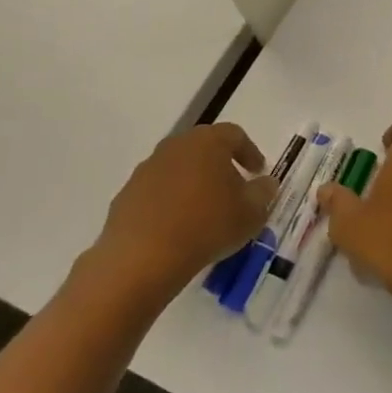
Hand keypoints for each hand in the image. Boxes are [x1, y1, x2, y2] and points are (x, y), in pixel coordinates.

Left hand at [85, 124, 277, 311]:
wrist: (143, 258)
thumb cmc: (208, 225)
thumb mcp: (252, 212)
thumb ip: (263, 192)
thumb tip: (265, 183)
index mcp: (207, 141)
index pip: (235, 135)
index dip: (250, 152)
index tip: (258, 173)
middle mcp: (175, 146)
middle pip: (203, 148)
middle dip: (220, 167)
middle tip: (233, 191)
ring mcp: (146, 170)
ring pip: (178, 169)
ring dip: (194, 185)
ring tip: (205, 214)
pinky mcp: (126, 195)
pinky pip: (157, 192)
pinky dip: (171, 203)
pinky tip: (179, 229)